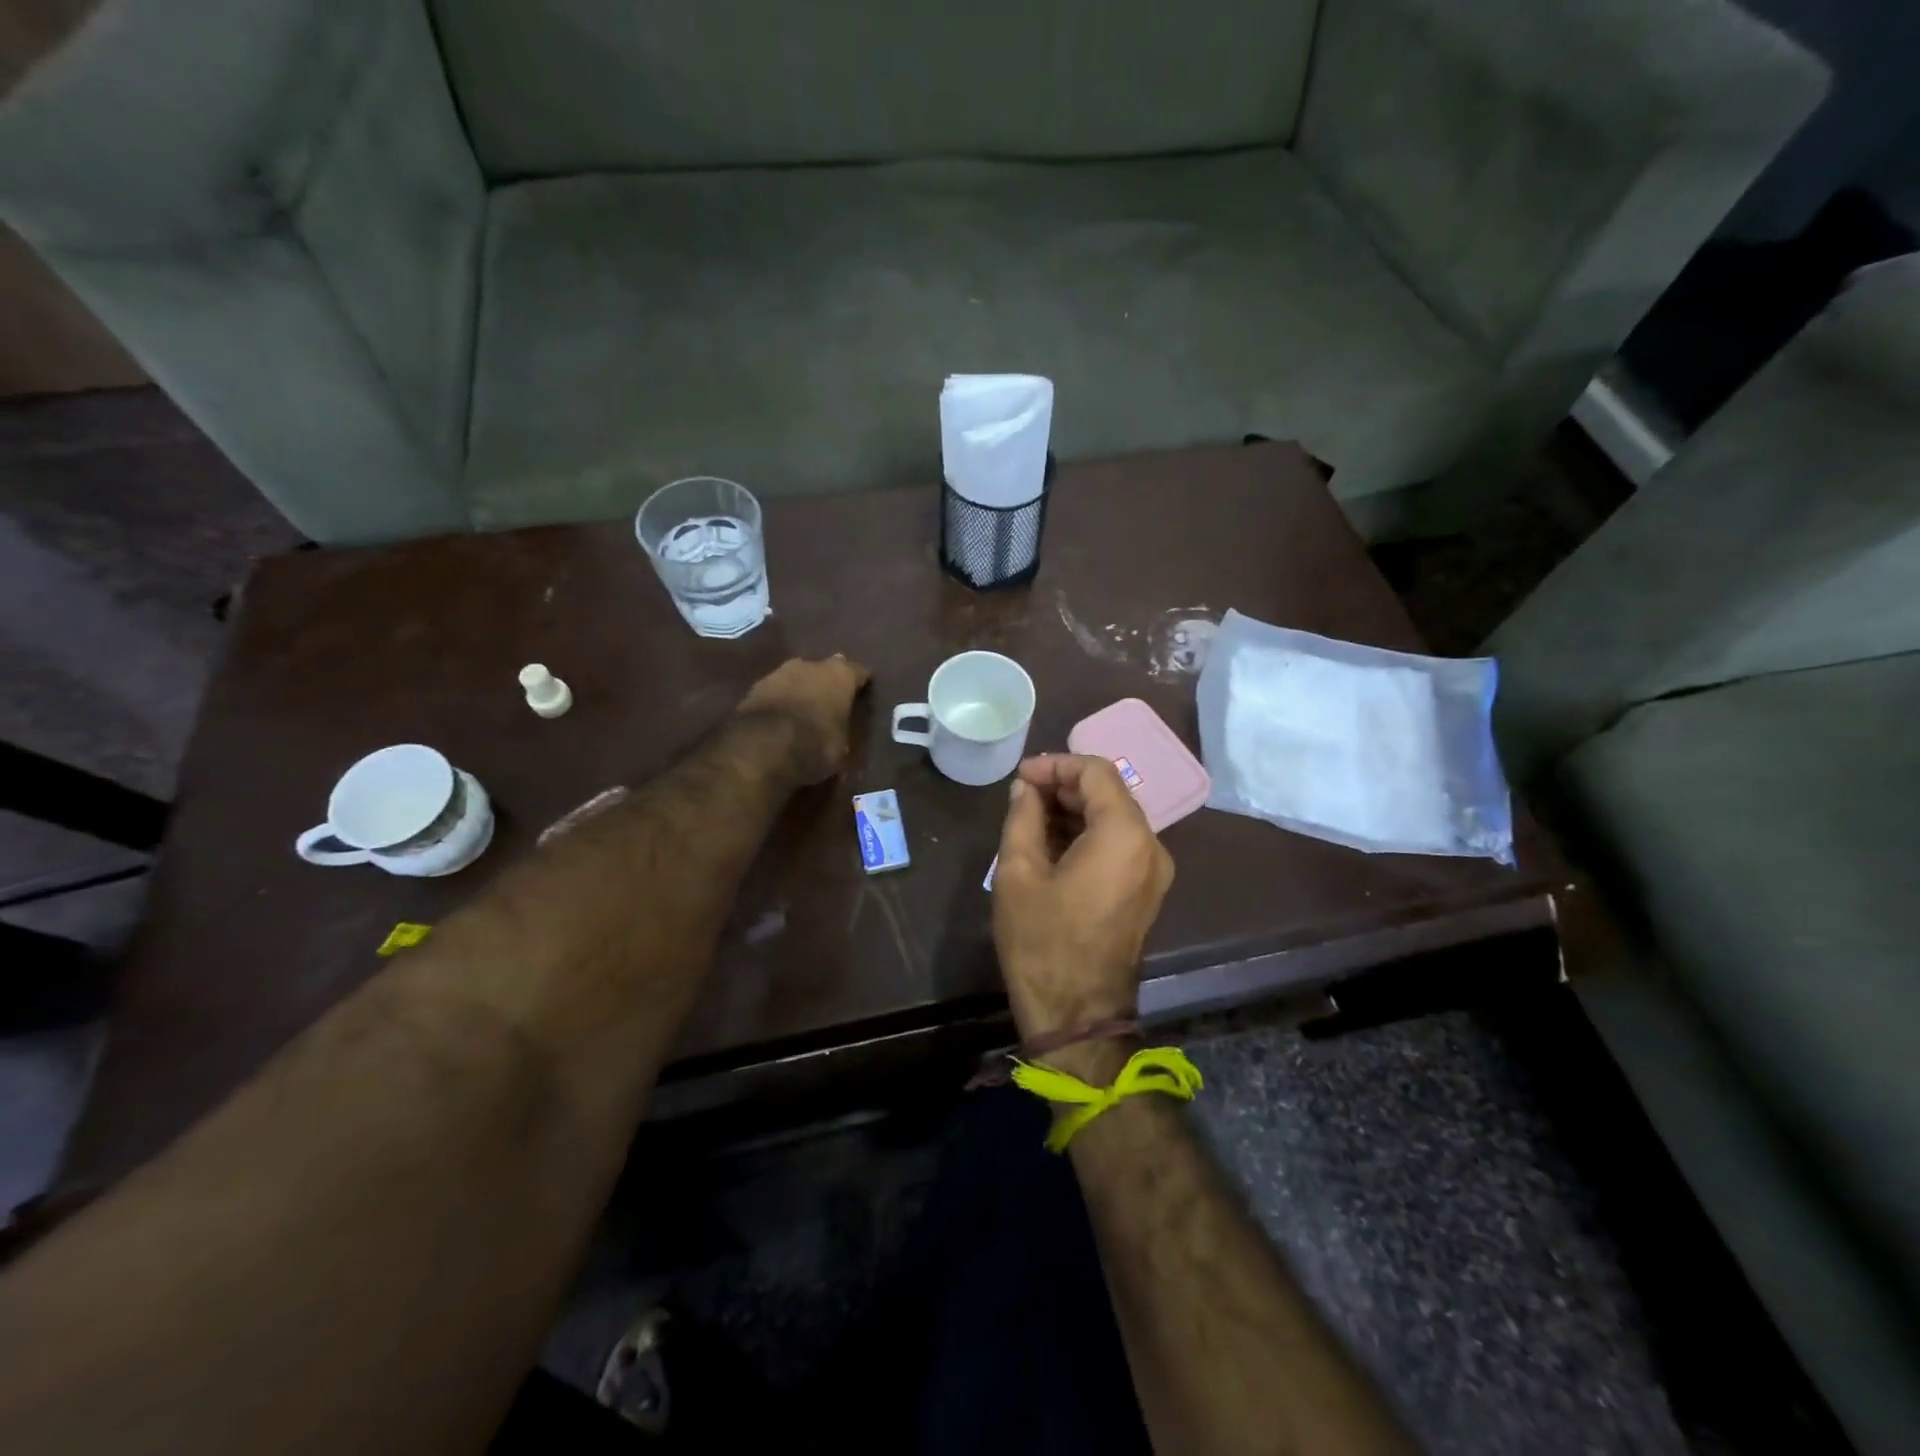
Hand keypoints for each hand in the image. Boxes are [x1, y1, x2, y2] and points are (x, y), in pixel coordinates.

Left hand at [737, 655, 870, 784]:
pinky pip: (775, 692)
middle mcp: (811, 665)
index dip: (861, 683)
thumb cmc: (815, 745)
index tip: (862, 693)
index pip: (858, 672)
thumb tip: (839, 728)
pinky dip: (779, 701)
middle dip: (827, 683)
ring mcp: (779, 673)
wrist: (761, 748)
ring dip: (800, 690)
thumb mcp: (842, 746)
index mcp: (840, 675)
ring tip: (803, 709)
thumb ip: (842, 728)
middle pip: (824, 669)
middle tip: (831, 701)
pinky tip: (780, 717)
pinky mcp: (754, 687)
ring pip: (797, 677)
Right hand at [992, 754, 1173, 1039]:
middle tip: (1020, 795)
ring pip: (1115, 818)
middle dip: (1064, 786)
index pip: (1096, 772)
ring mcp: (1154, 871)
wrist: (1077, 1013)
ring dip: (1074, 810)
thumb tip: (1025, 789)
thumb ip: (1022, 817)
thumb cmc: (1042, 941)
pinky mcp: (1146, 891)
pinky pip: (1119, 845)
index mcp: (1124, 835)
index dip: (1055, 765)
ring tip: (1029, 818)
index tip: (1020, 777)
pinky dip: (1088, 834)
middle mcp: (1151, 846)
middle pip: (1109, 793)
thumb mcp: (1018, 872)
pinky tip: (1051, 843)